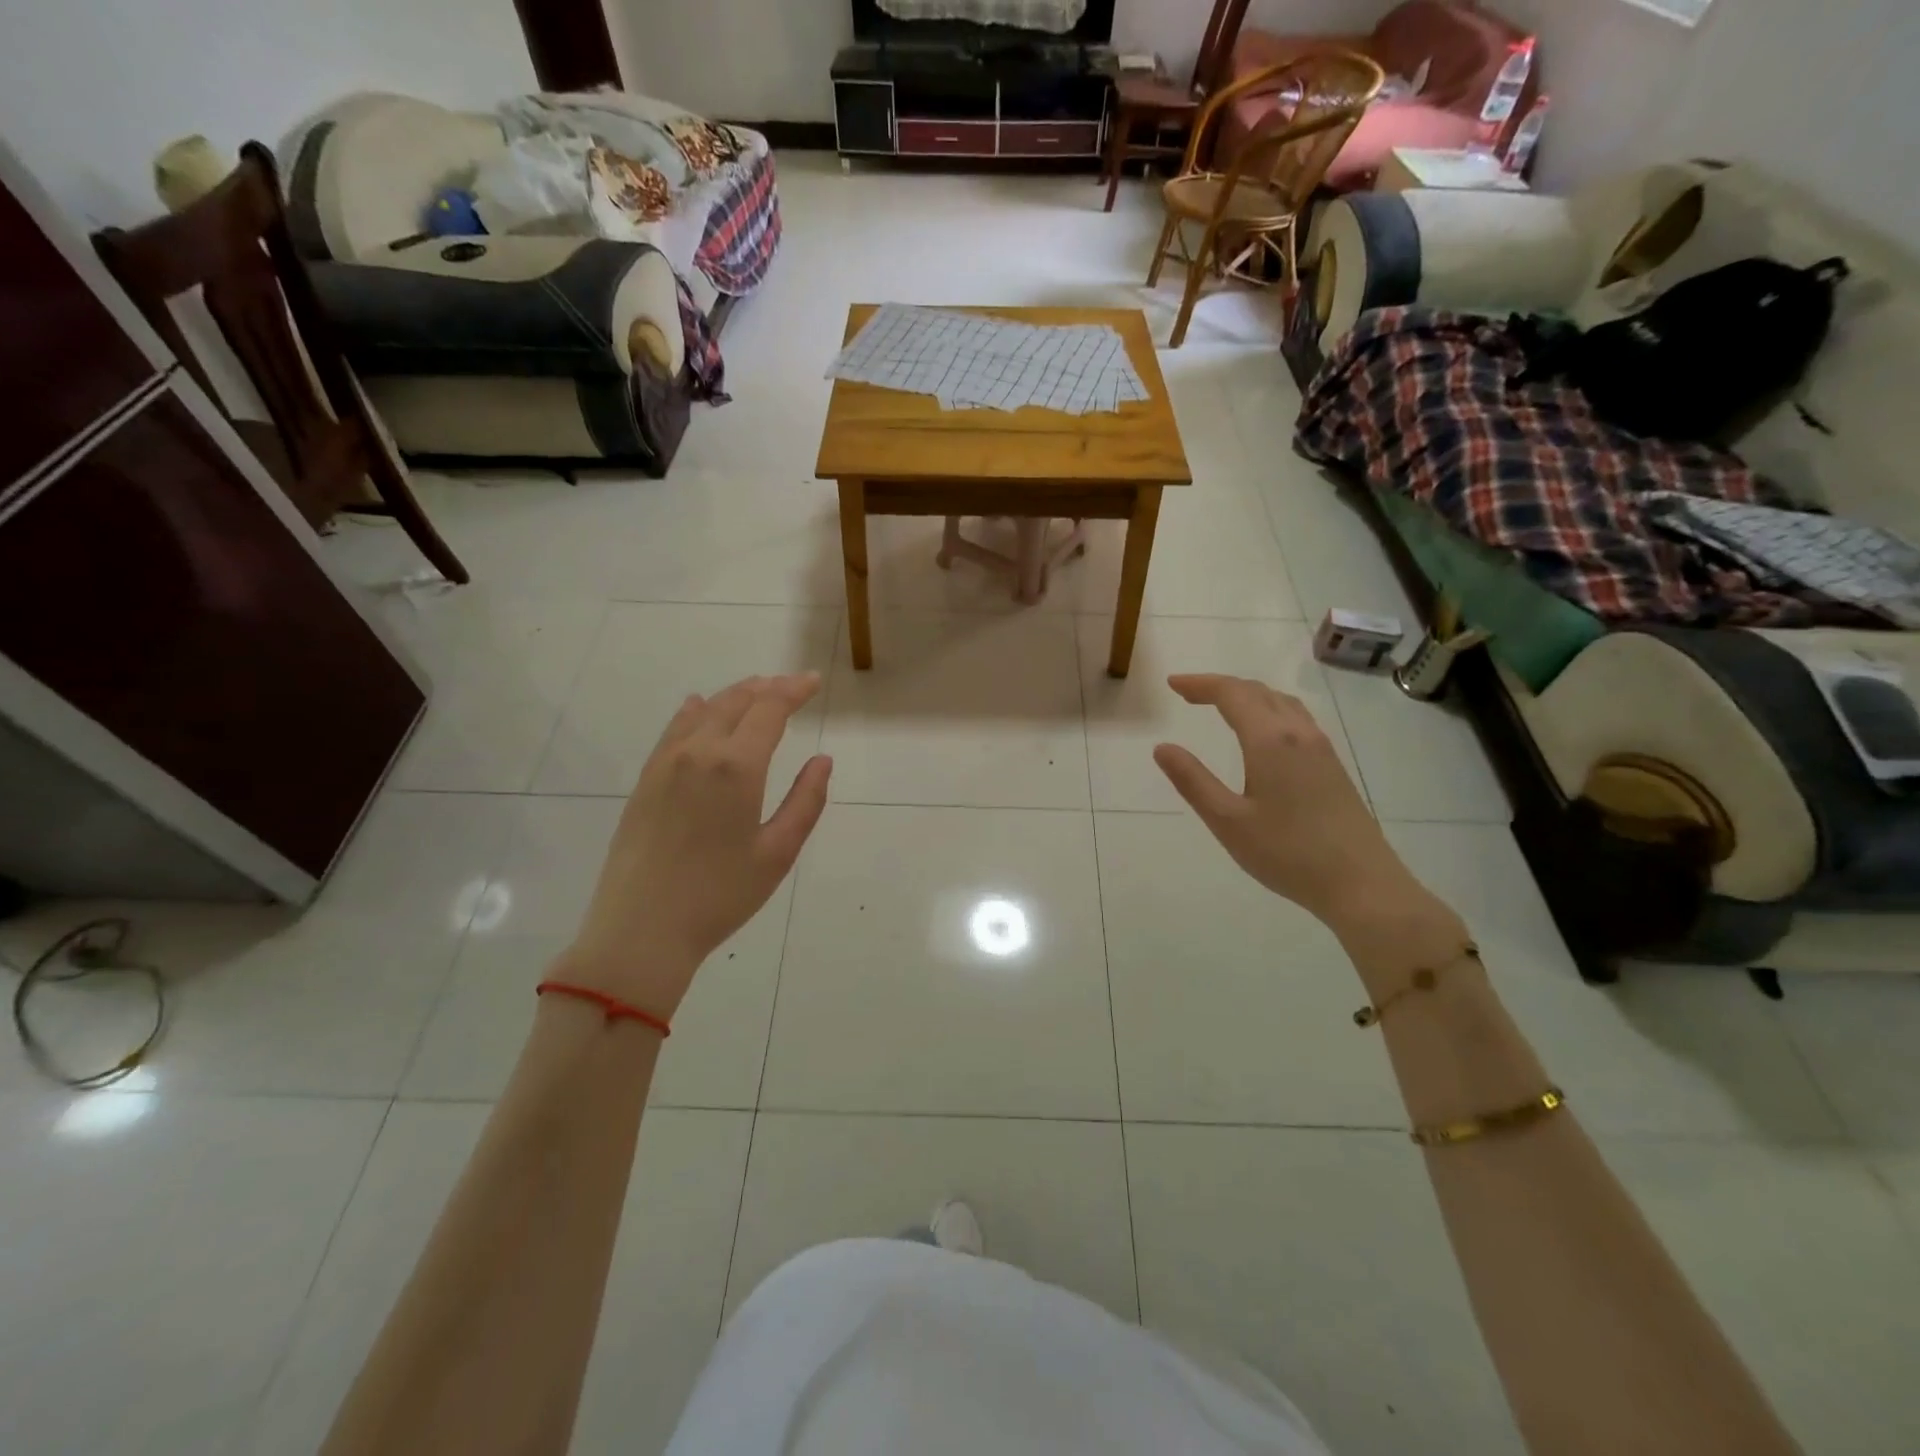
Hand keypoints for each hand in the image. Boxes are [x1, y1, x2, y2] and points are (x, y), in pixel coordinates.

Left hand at [562, 673, 831, 1016]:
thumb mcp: (777, 853)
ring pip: (704, 710)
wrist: (641, 930)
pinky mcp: (645, 780)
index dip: (794, 691)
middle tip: (793, 685)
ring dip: (735, 695)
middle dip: (768, 687)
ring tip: (757, 690)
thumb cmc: (719, 896)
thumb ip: (805, 801)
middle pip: (736, 701)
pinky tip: (699, 707)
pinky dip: (695, 711)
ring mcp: (665, 763)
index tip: (814, 682)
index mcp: (736, 767)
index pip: (770, 709)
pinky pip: (674, 729)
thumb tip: (822, 760)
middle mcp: (699, 752)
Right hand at [1152, 673, 1413, 930]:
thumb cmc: (1287, 853)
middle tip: (1188, 695)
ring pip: (1281, 703)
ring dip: (1248, 695)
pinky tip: (1262, 733)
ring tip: (1221, 706)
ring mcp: (1321, 748)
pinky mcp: (1333, 766)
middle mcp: (1299, 734)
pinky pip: (1296, 719)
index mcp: (1270, 741)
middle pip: (1258, 691)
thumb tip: (1163, 747)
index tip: (1172, 684)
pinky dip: (1268, 710)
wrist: (1361, 884)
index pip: (1231, 694)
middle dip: (1220, 686)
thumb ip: (1193, 781)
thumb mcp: (1228, 821)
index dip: (1200, 684)